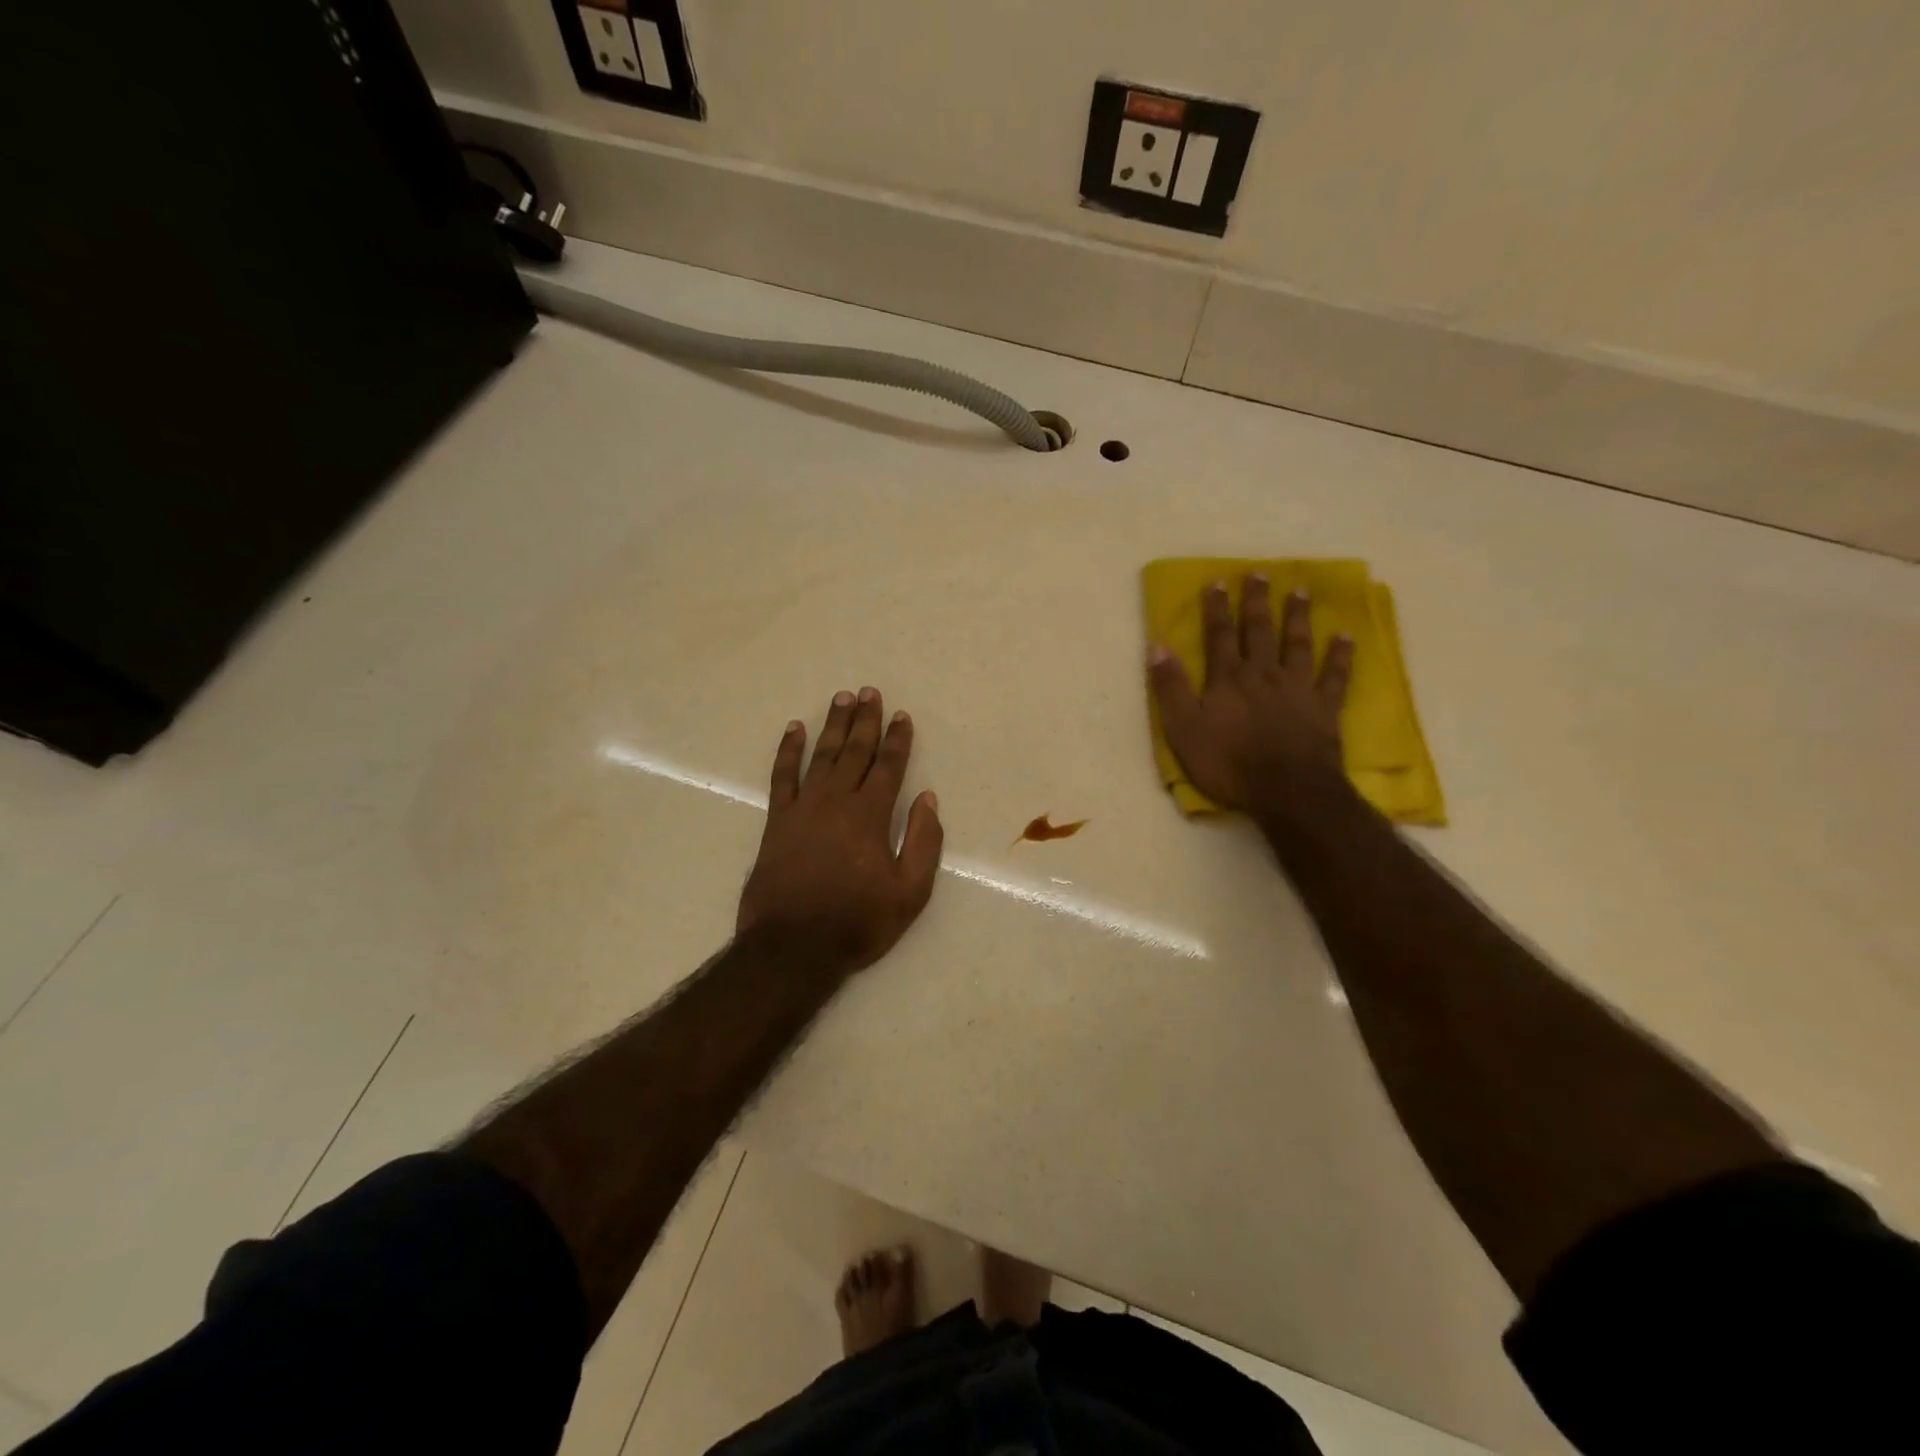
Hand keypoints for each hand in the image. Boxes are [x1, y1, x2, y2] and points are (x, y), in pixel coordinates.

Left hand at [738, 687, 943, 975]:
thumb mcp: (910, 892)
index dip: (898, 740)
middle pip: (855, 752)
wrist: (792, 947)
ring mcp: (804, 808)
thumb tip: (928, 799)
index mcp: (871, 816)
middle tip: (869, 692)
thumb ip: (923, 842)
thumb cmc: (858, 923)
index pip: (889, 767)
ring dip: (833, 725)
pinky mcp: (777, 821)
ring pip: (822, 756)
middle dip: (865, 721)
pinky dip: (788, 751)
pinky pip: (782, 776)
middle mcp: (837, 802)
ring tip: (842, 699)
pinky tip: (794, 730)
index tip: (902, 715)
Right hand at [1148, 576, 1353, 815]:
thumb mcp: (1183, 730)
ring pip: (1296, 644)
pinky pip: (1334, 675)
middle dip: (1256, 601)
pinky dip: (1340, 655)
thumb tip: (1157, 647)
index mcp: (1227, 679)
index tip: (1217, 581)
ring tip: (1298, 591)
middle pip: (1259, 631)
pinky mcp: (1324, 707)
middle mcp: (1263, 673)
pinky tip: (1344, 635)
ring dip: (1296, 616)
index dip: (1216, 608)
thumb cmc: (1228, 763)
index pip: (1218, 636)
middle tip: (1260, 573)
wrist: (1286, 790)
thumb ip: (1171, 688)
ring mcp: (1297, 688)